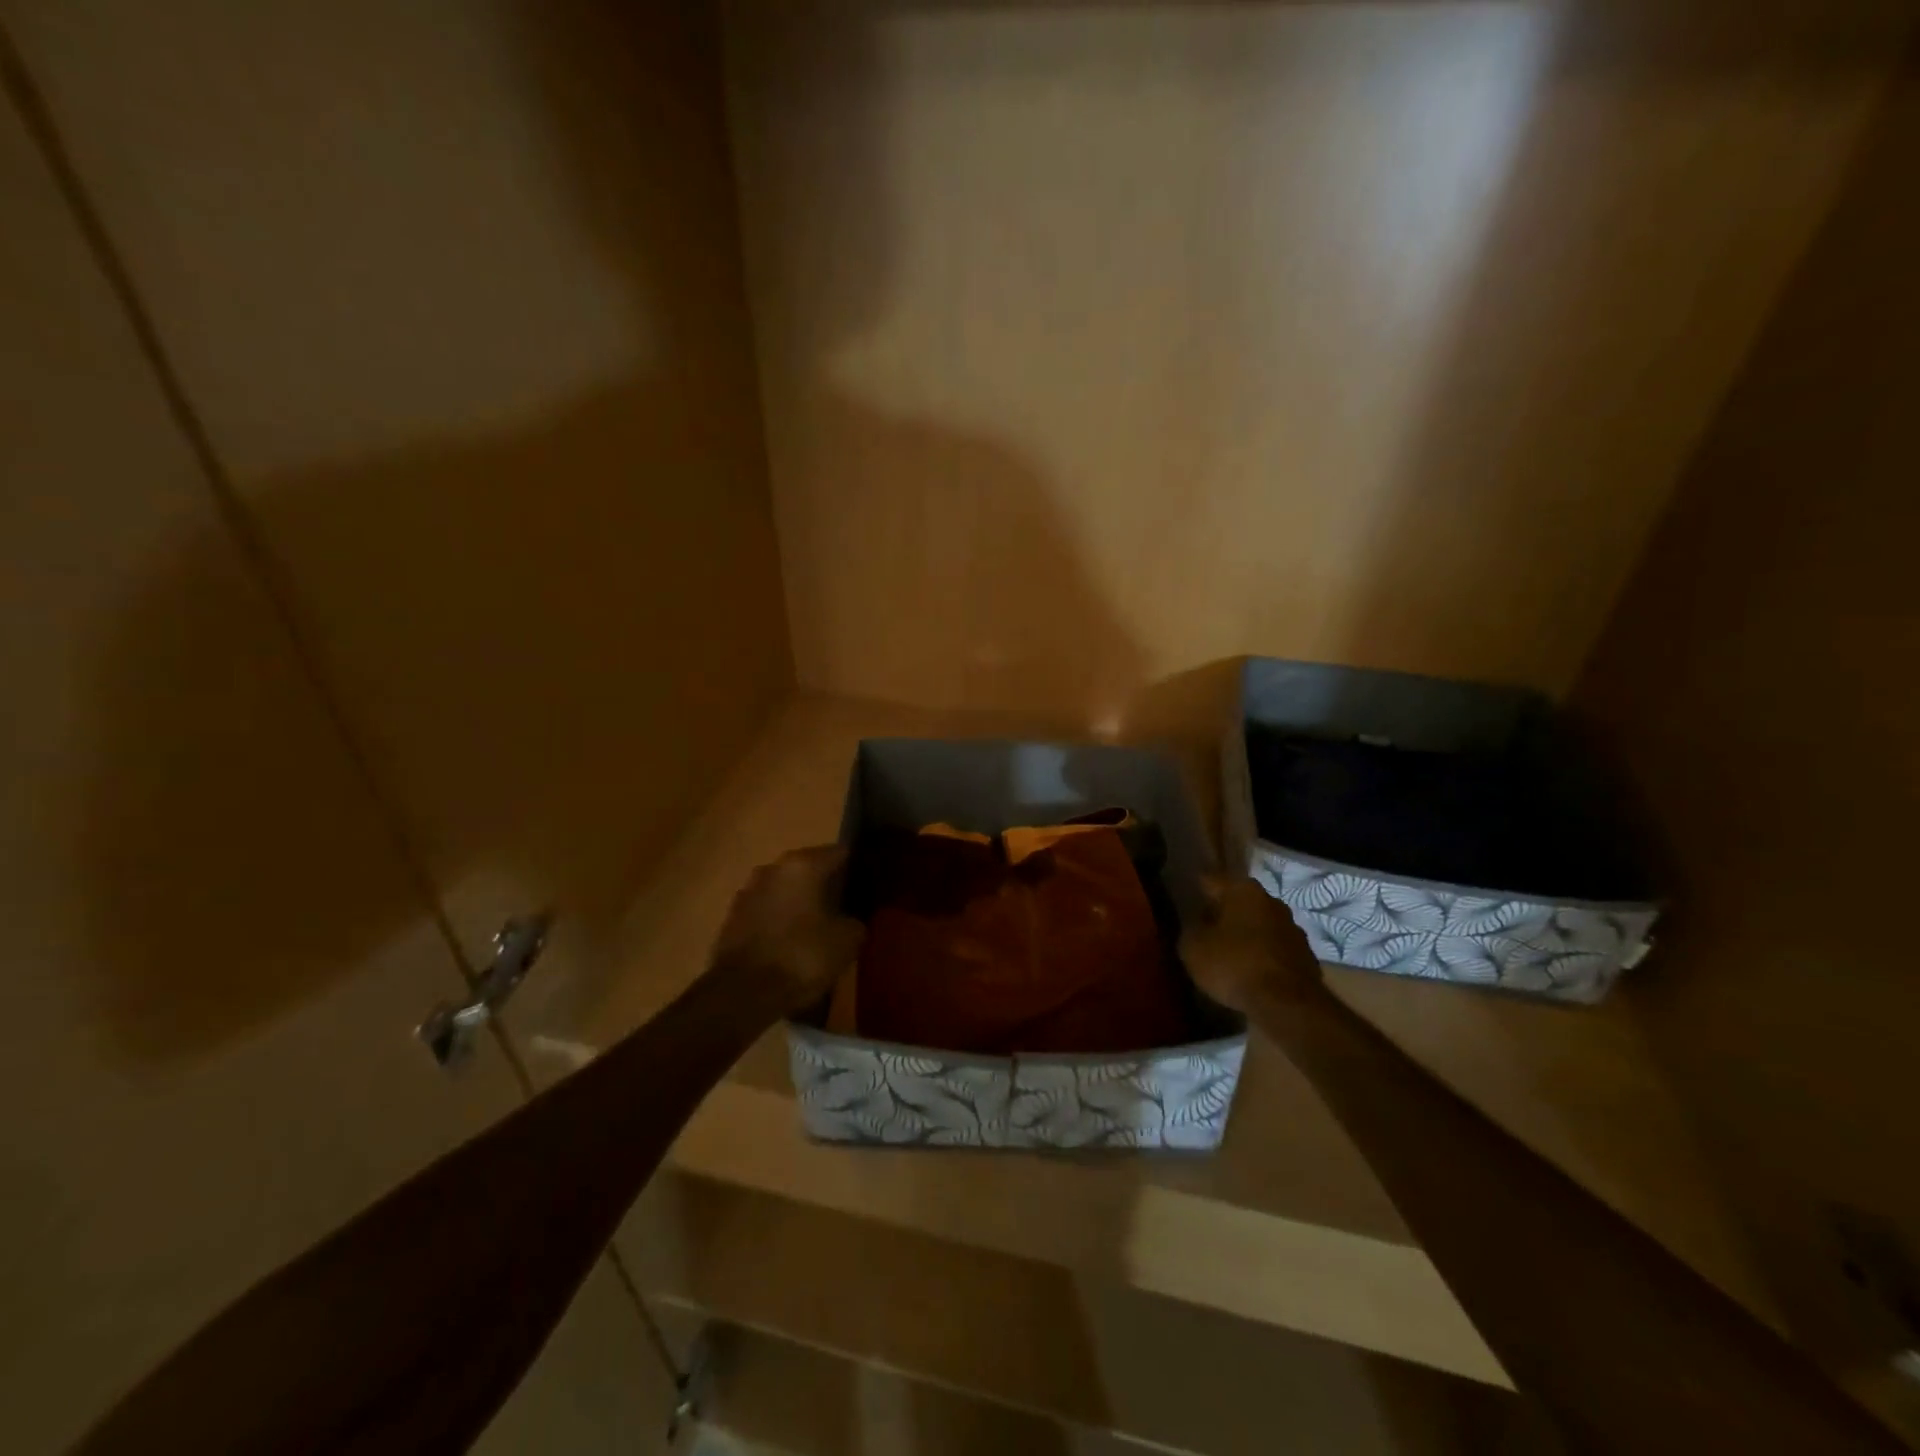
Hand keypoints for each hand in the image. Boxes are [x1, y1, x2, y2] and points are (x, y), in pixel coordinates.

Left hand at [713, 845, 864, 1013]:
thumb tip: (851, 921)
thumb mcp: (846, 942)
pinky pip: (766, 911)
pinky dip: (779, 921)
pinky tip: (790, 942)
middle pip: (808, 869)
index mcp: (803, 865)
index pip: (839, 853)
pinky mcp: (731, 918)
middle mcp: (772, 868)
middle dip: (825, 884)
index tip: (867, 883)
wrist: (741, 993)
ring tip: (817, 926)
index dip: (856, 866)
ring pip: (784, 890)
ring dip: (799, 902)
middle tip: (844, 906)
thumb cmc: (800, 957)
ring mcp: (748, 891)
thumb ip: (855, 922)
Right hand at [1181, 877, 1326, 1015]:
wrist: (1288, 1005)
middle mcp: (1271, 901)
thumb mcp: (1193, 948)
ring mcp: (1293, 929)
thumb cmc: (1234, 965)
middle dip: (1224, 913)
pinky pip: (1275, 949)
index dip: (1197, 890)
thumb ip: (1191, 929)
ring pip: (1260, 925)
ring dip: (1246, 934)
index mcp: (1242, 890)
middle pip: (1240, 902)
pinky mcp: (1306, 956)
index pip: (1211, 881)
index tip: (1187, 899)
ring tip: (1229, 953)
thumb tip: (1197, 924)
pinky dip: (1263, 956)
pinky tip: (1251, 972)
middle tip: (1206, 928)